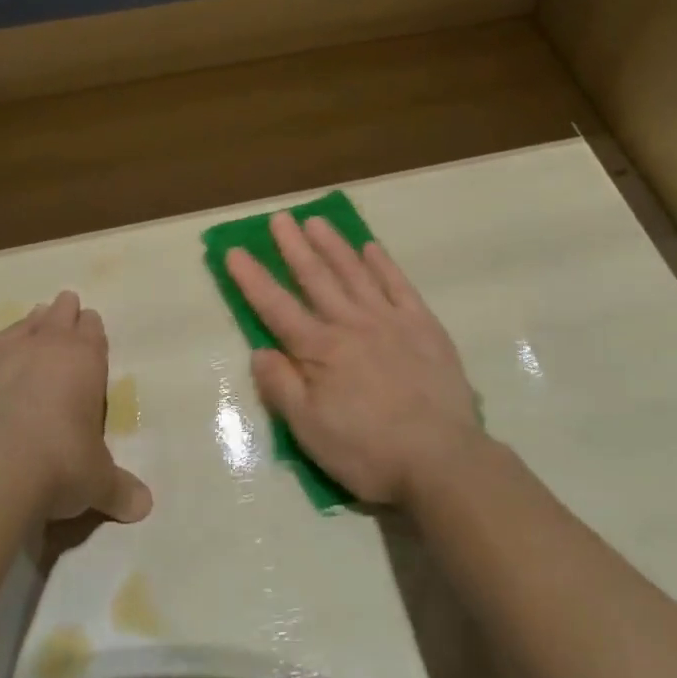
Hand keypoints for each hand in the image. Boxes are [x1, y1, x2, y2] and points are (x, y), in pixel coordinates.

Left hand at [0, 291, 152, 524]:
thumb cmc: (57, 467)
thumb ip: (119, 490)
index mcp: (83, 362)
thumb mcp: (97, 483)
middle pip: (56, 318)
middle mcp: (41, 347)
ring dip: (26, 322)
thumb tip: (143, 508)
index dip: (91, 328)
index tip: (90, 322)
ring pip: (16, 327)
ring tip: (31, 318)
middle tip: (64, 304)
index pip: (92, 333)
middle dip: (62, 312)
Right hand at [226, 213, 480, 506]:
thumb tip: (260, 350)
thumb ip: (281, 387)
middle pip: (316, 278)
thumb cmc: (368, 451)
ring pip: (355, 273)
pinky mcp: (423, 326)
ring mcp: (390, 321)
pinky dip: (383, 264)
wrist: (441, 459)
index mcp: (320, 350)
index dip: (253, 279)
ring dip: (334, 245)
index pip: (277, 307)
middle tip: (280, 218)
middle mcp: (351, 324)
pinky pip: (399, 285)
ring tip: (316, 221)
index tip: (235, 251)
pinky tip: (372, 248)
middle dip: (294, 247)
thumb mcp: (310, 430)